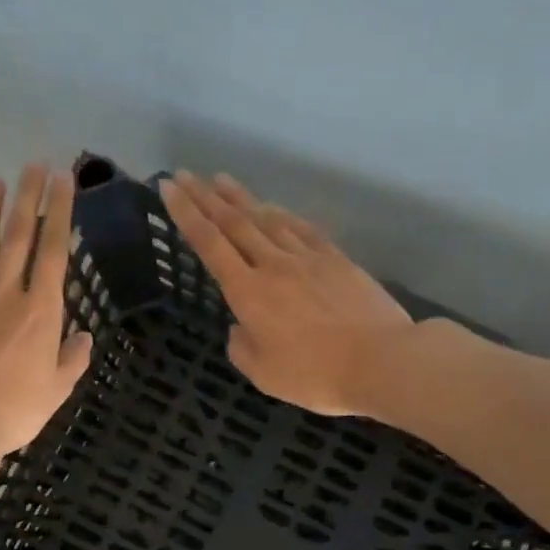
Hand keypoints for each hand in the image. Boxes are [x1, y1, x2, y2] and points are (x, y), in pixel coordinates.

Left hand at [0, 164, 92, 460]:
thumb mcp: (58, 388)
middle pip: (19, 238)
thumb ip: (72, 358)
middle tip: (34, 164)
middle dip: (28, 198)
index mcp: (42, 311)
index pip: (55, 251)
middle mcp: (7, 295)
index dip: (60, 212)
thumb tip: (82, 337)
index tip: (64, 180)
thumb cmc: (17, 409)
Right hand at [160, 172, 413, 416]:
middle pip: (234, 222)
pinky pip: (302, 229)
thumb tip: (239, 326)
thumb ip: (242, 347)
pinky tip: (275, 207)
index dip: (186, 213)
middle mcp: (273, 265)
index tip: (168, 187)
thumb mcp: (264, 374)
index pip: (209, 244)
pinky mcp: (336, 260)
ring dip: (241, 197)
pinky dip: (283, 214)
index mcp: (248, 293)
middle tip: (185, 173)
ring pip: (268, 218)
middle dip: (205, 196)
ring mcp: (308, 258)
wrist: (381, 361)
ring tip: (221, 180)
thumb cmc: (316, 375)